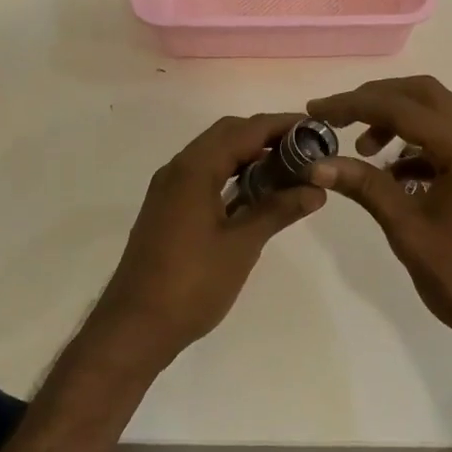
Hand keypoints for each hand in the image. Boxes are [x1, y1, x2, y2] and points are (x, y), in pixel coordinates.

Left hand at [96, 113, 325, 364]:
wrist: (135, 327)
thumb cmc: (192, 283)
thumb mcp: (242, 245)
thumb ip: (278, 210)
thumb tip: (316, 190)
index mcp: (194, 169)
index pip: (245, 130)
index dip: (282, 125)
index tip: (315, 129)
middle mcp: (178, 169)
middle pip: (227, 134)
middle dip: (266, 135)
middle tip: (304, 149)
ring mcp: (169, 189)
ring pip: (214, 154)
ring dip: (248, 154)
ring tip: (288, 168)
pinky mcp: (168, 209)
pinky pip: (204, 175)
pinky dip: (232, 174)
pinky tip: (256, 193)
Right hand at [306, 77, 451, 355]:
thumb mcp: (407, 228)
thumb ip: (365, 187)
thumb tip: (317, 164)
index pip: (402, 108)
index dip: (354, 105)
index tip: (316, 110)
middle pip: (424, 95)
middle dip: (378, 100)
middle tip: (340, 118)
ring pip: (437, 115)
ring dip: (397, 121)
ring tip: (364, 151)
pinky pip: (446, 141)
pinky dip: (415, 146)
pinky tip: (391, 174)